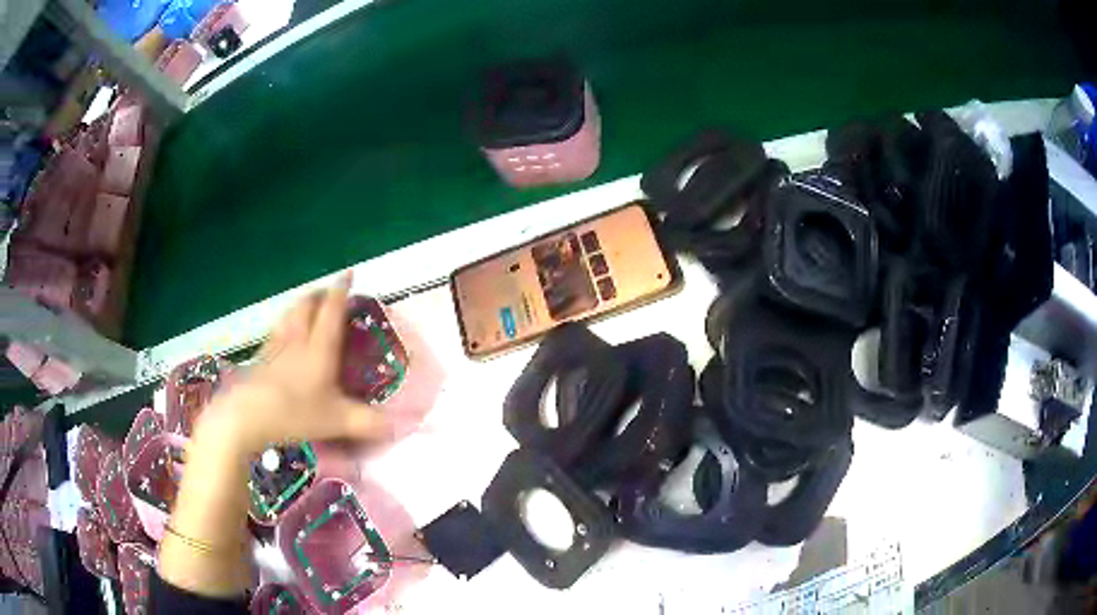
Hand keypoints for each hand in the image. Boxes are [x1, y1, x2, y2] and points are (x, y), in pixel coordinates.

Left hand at [195, 272, 390, 456]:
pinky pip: (274, 332)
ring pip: (288, 315)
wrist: (246, 416)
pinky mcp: (259, 359)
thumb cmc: (294, 413)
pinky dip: (282, 325)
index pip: (331, 311)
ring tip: (305, 306)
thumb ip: (367, 423)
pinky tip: (281, 335)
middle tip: (328, 293)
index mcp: (319, 348)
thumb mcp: (337, 421)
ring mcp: (275, 348)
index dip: (341, 290)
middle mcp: (297, 340)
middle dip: (319, 294)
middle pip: (306, 306)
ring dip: (299, 305)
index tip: (348, 274)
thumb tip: (397, 426)